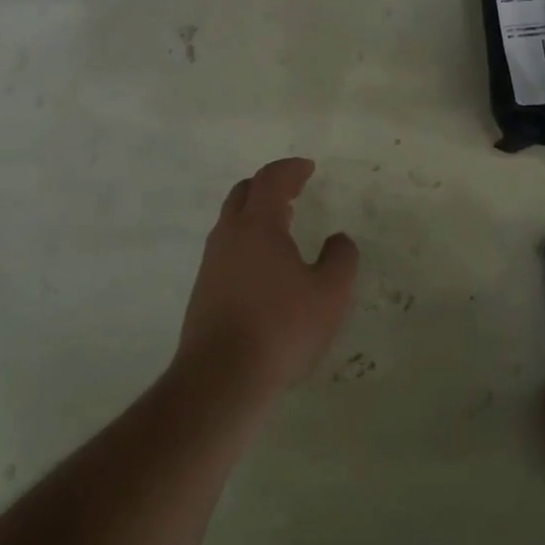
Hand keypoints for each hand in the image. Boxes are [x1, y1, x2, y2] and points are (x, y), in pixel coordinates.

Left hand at [175, 158, 359, 404]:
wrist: (221, 377)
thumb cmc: (281, 328)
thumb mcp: (330, 294)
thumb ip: (341, 259)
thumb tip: (339, 239)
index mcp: (258, 225)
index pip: (271, 180)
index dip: (290, 169)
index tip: (307, 168)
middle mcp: (229, 235)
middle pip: (243, 193)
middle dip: (269, 185)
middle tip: (292, 190)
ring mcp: (211, 262)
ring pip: (231, 221)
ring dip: (255, 213)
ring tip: (281, 225)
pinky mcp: (203, 290)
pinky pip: (226, 248)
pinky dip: (246, 240)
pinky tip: (263, 266)